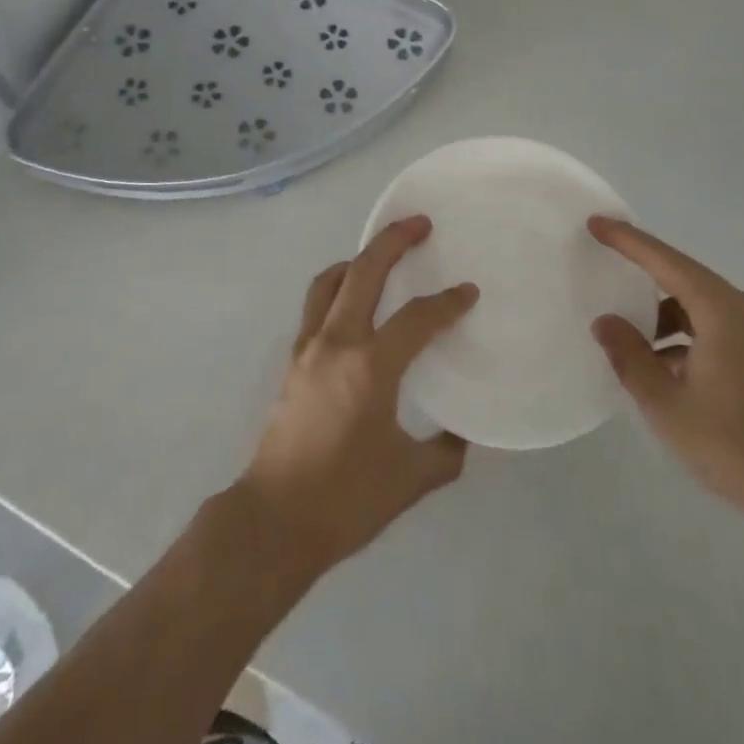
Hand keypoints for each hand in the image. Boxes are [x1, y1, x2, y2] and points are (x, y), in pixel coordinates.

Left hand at [235, 216, 478, 578]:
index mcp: (370, 367)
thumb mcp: (410, 479)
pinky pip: (316, 306)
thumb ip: (445, 452)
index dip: (447, 303)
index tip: (468, 292)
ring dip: (357, 260)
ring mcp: (308, 348)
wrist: (275, 520)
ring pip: (330, 282)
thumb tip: (461, 434)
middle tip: (419, 223)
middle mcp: (336, 343)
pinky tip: (353, 303)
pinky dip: (337, 289)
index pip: (416, 319)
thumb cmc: (346, 500)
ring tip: (380, 255)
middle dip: (393, 241)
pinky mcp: (292, 360)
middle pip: (363, 273)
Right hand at [588, 218, 743, 528]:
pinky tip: (665, 368)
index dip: (627, 240)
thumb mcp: (665, 402)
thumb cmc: (732, 444)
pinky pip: (716, 328)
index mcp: (722, 311)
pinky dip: (685, 336)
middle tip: (606, 265)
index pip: (665, 261)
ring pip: (700, 306)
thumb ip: (629, 356)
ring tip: (631, 338)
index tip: (596, 223)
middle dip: (644, 272)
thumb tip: (606, 322)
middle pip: (684, 278)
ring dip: (664, 315)